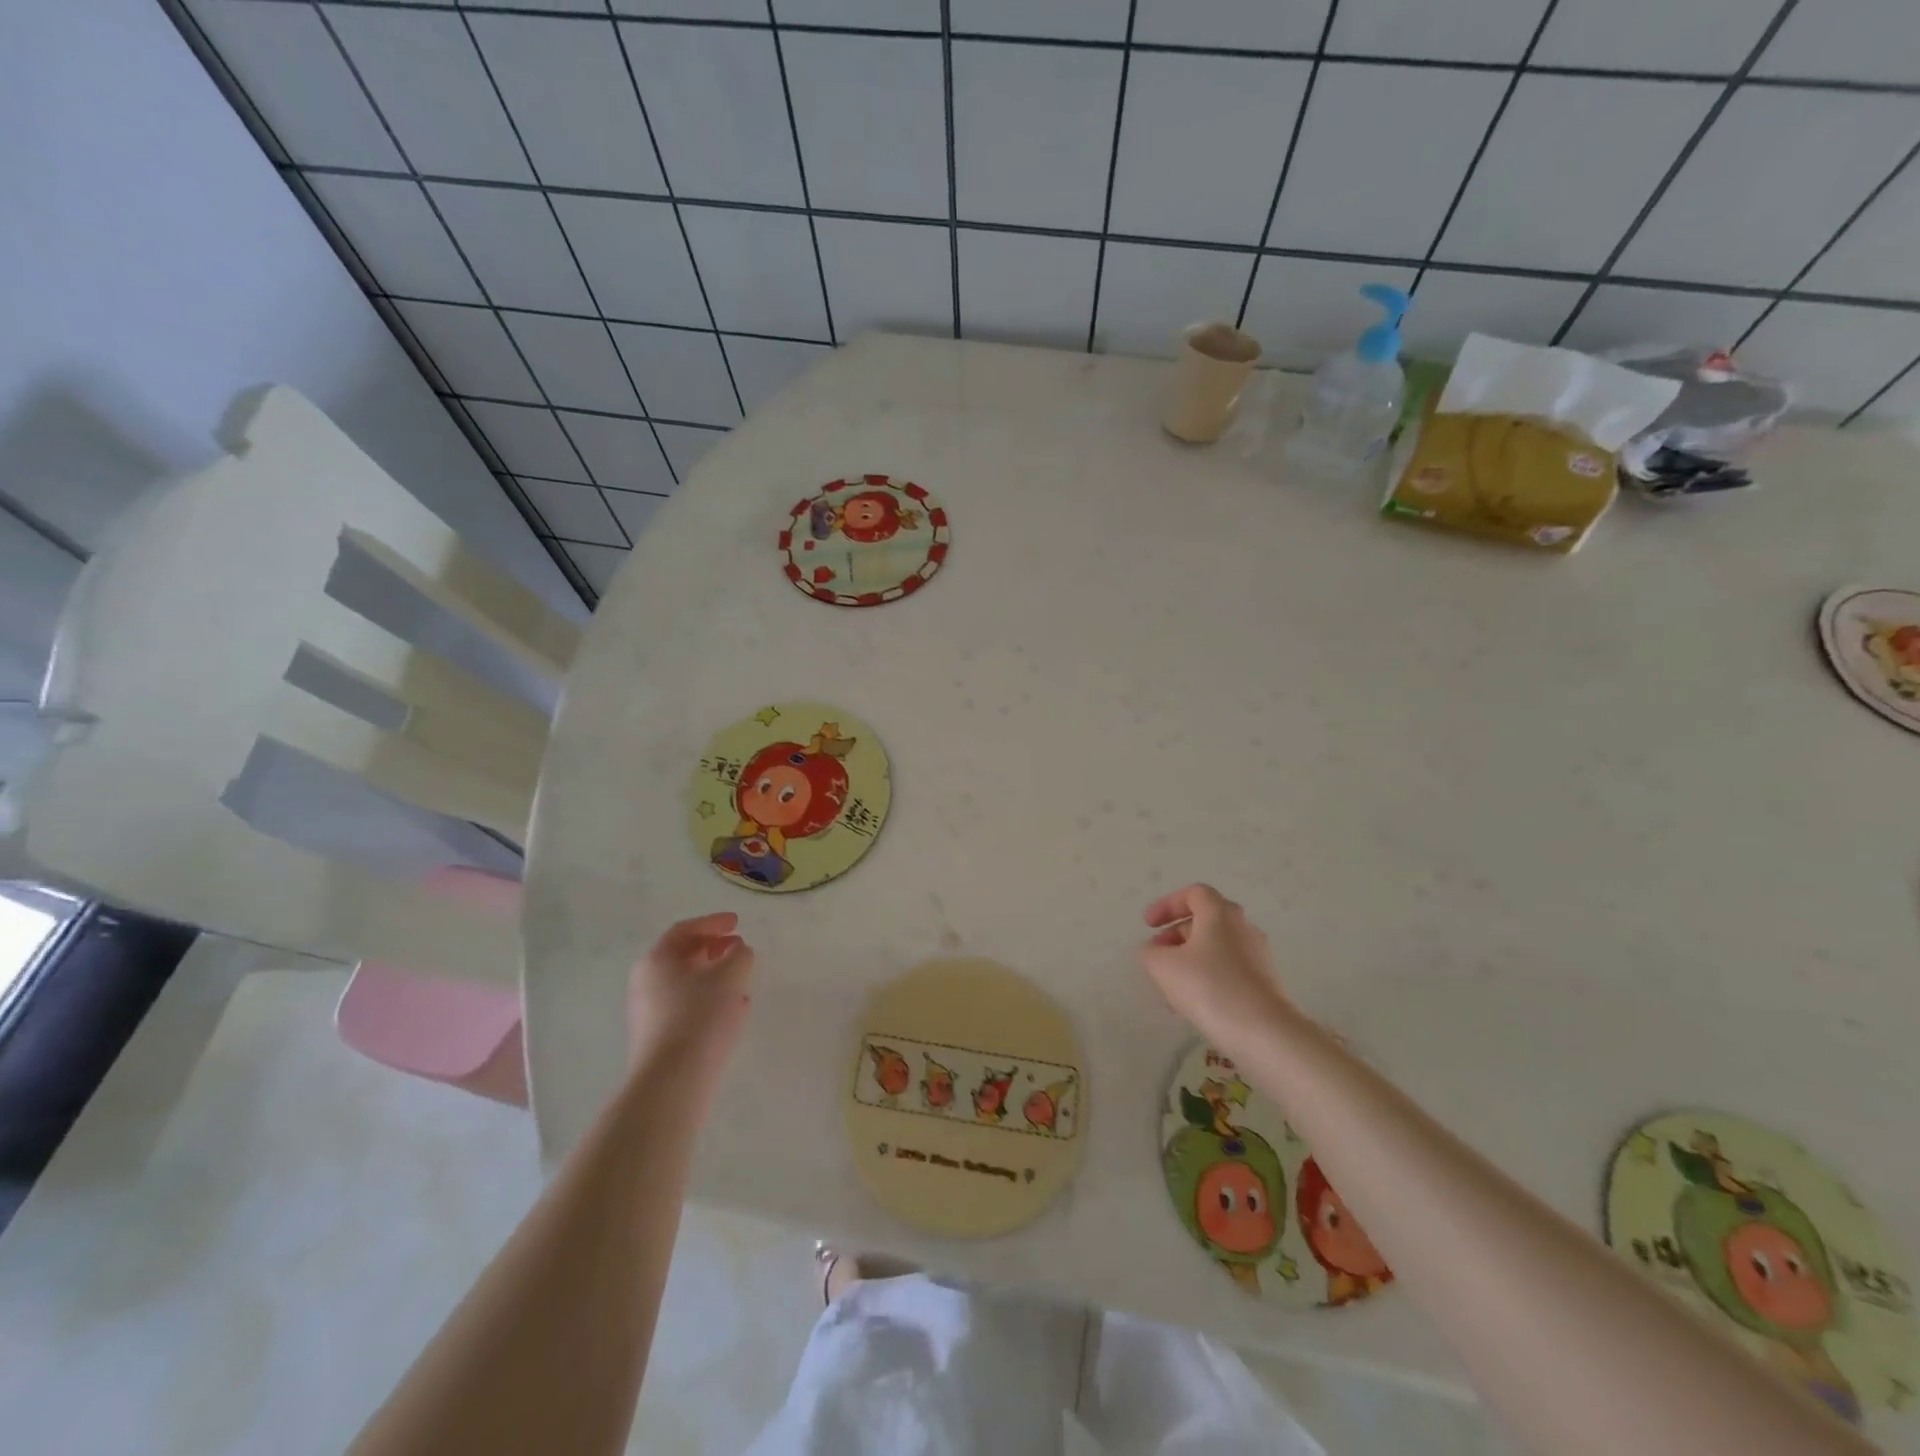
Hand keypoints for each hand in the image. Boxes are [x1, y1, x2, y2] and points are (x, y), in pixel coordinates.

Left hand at [627, 913, 754, 1080]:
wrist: (671, 1082)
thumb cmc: (700, 1017)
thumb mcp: (731, 976)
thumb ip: (740, 956)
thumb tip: (739, 951)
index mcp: (657, 959)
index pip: (685, 930)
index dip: (713, 923)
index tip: (737, 922)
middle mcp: (646, 982)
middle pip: (682, 956)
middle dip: (714, 949)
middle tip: (739, 948)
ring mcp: (648, 1012)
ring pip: (685, 983)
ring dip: (714, 976)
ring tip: (741, 980)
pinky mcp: (656, 1038)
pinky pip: (685, 1007)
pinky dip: (708, 1000)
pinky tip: (732, 1010)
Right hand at [1139, 885, 1294, 1054]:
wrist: (1264, 1033)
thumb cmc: (1209, 988)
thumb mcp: (1163, 967)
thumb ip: (1150, 952)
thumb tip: (1153, 950)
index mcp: (1220, 914)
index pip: (1193, 893)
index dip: (1167, 905)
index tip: (1148, 925)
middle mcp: (1242, 927)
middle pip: (1205, 920)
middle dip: (1176, 934)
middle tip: (1157, 954)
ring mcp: (1257, 955)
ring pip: (1215, 947)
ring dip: (1189, 959)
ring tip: (1170, 986)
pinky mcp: (1264, 982)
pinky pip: (1228, 969)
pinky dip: (1207, 976)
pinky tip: (1194, 1003)